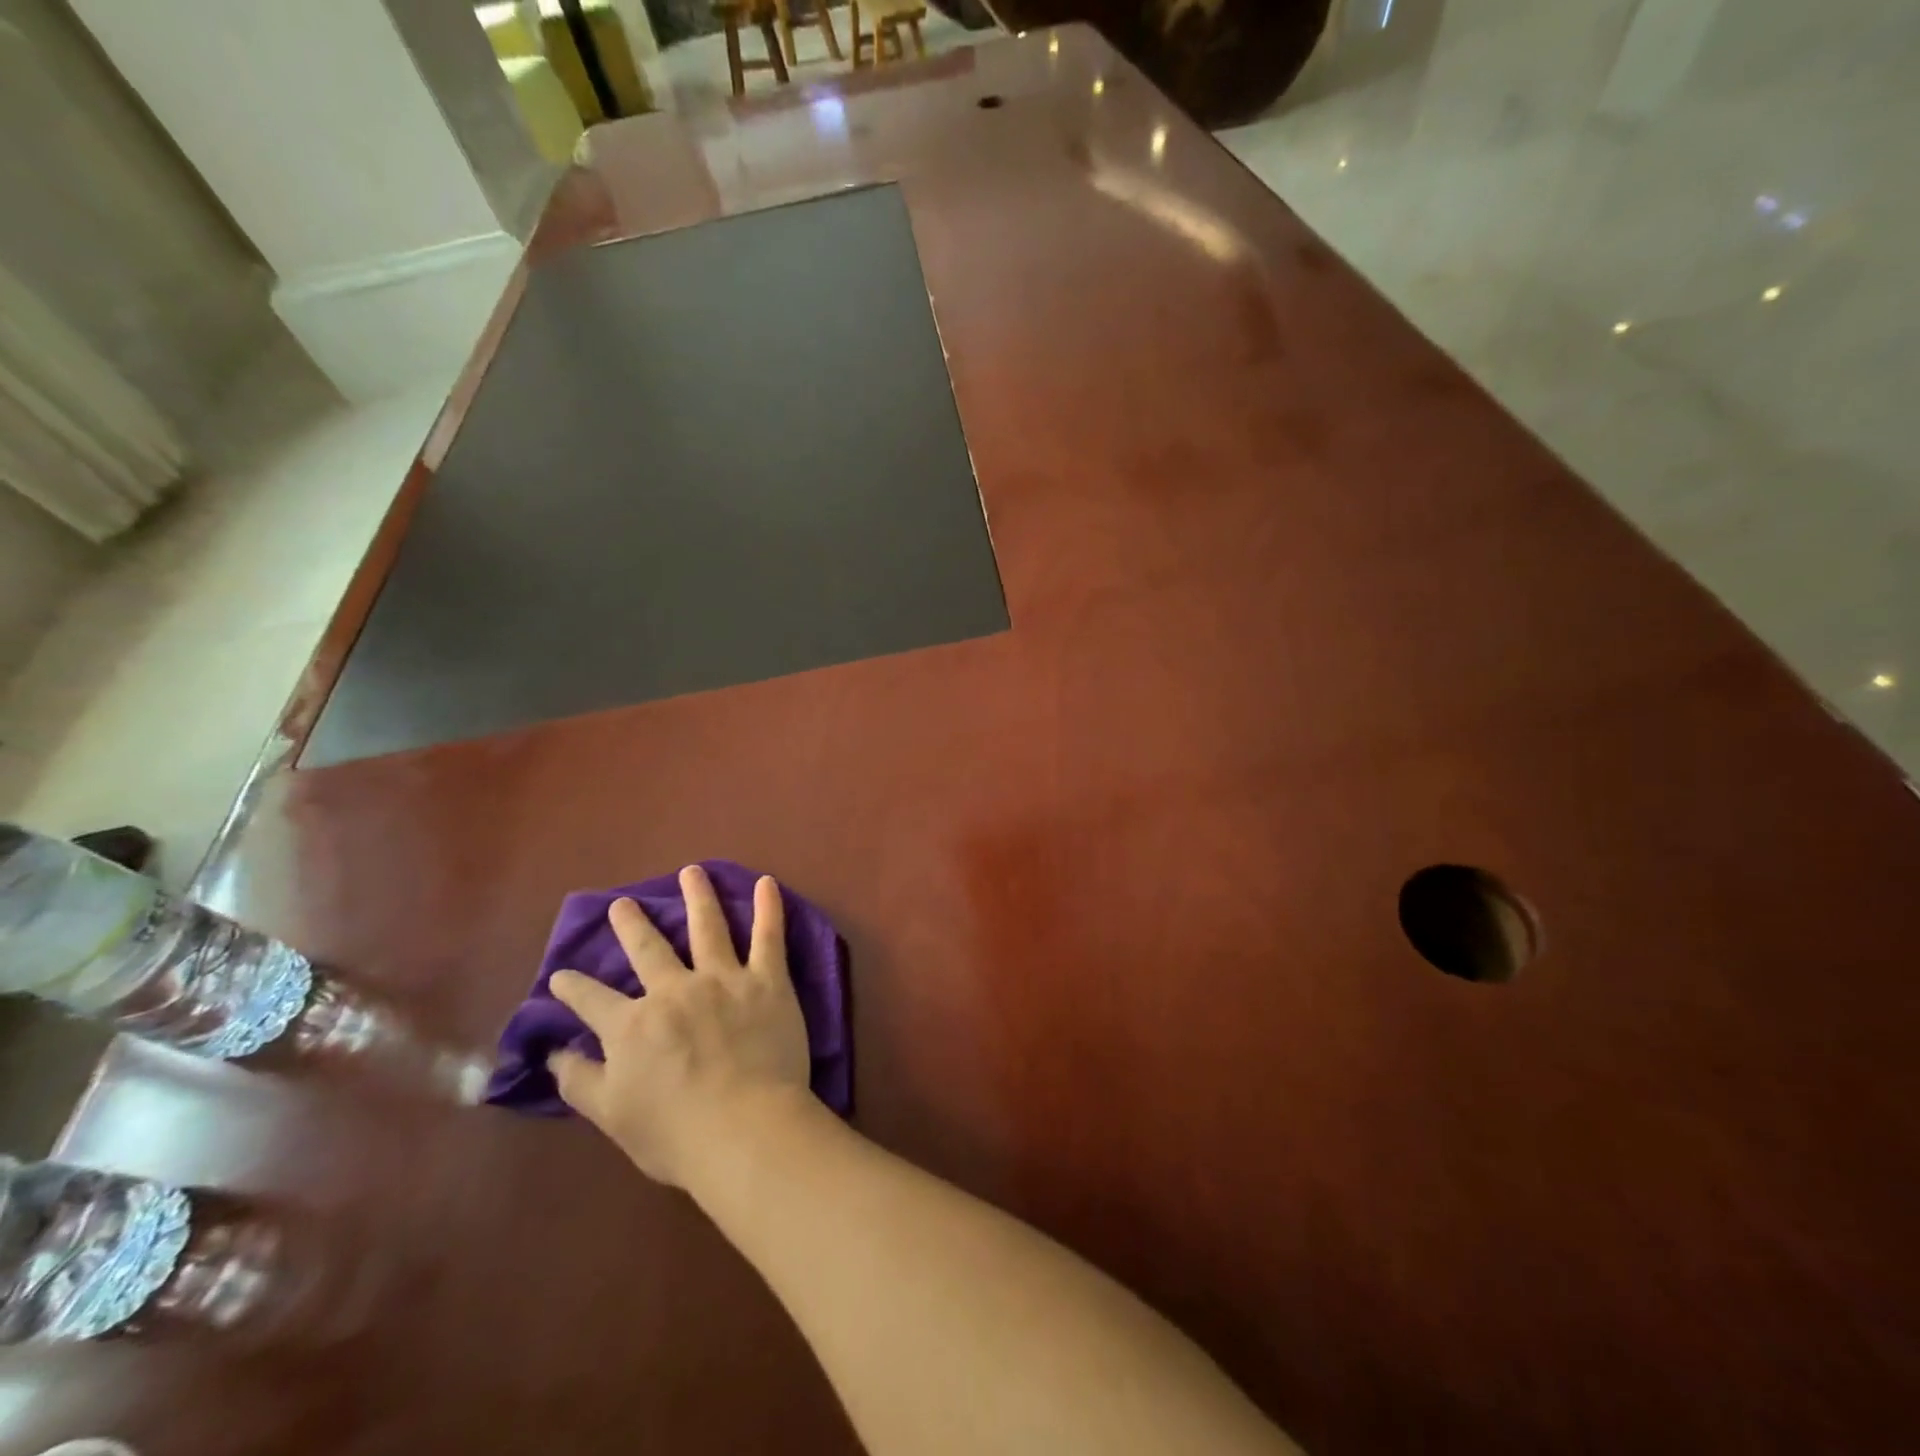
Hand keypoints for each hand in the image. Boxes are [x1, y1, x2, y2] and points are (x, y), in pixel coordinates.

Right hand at [547, 865, 811, 1187]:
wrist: (744, 1128)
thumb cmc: (676, 1133)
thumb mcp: (612, 1116)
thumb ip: (580, 1081)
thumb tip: (554, 1053)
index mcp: (633, 1025)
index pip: (592, 1000)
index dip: (572, 988)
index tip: (560, 975)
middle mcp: (674, 990)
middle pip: (648, 948)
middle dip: (631, 924)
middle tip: (623, 904)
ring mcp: (723, 979)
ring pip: (707, 926)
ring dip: (698, 895)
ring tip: (692, 871)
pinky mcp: (767, 980)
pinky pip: (769, 935)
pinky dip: (768, 907)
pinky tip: (766, 883)